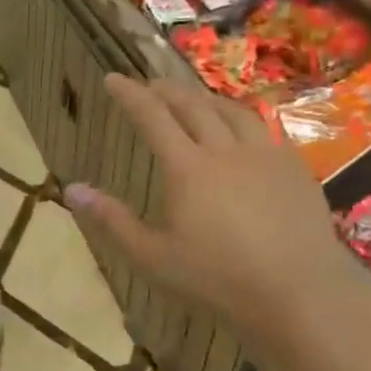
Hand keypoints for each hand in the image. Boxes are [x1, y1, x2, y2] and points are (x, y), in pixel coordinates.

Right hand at [65, 74, 352, 339]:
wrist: (299, 292)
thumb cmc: (217, 279)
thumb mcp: (152, 256)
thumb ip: (112, 220)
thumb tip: (71, 189)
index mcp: (187, 168)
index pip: (152, 117)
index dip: (130, 95)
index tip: (113, 78)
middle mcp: (225, 150)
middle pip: (193, 106)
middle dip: (166, 90)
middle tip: (149, 84)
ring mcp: (265, 155)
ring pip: (232, 111)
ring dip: (206, 99)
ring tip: (194, 100)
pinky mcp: (295, 168)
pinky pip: (265, 129)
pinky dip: (242, 120)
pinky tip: (242, 132)